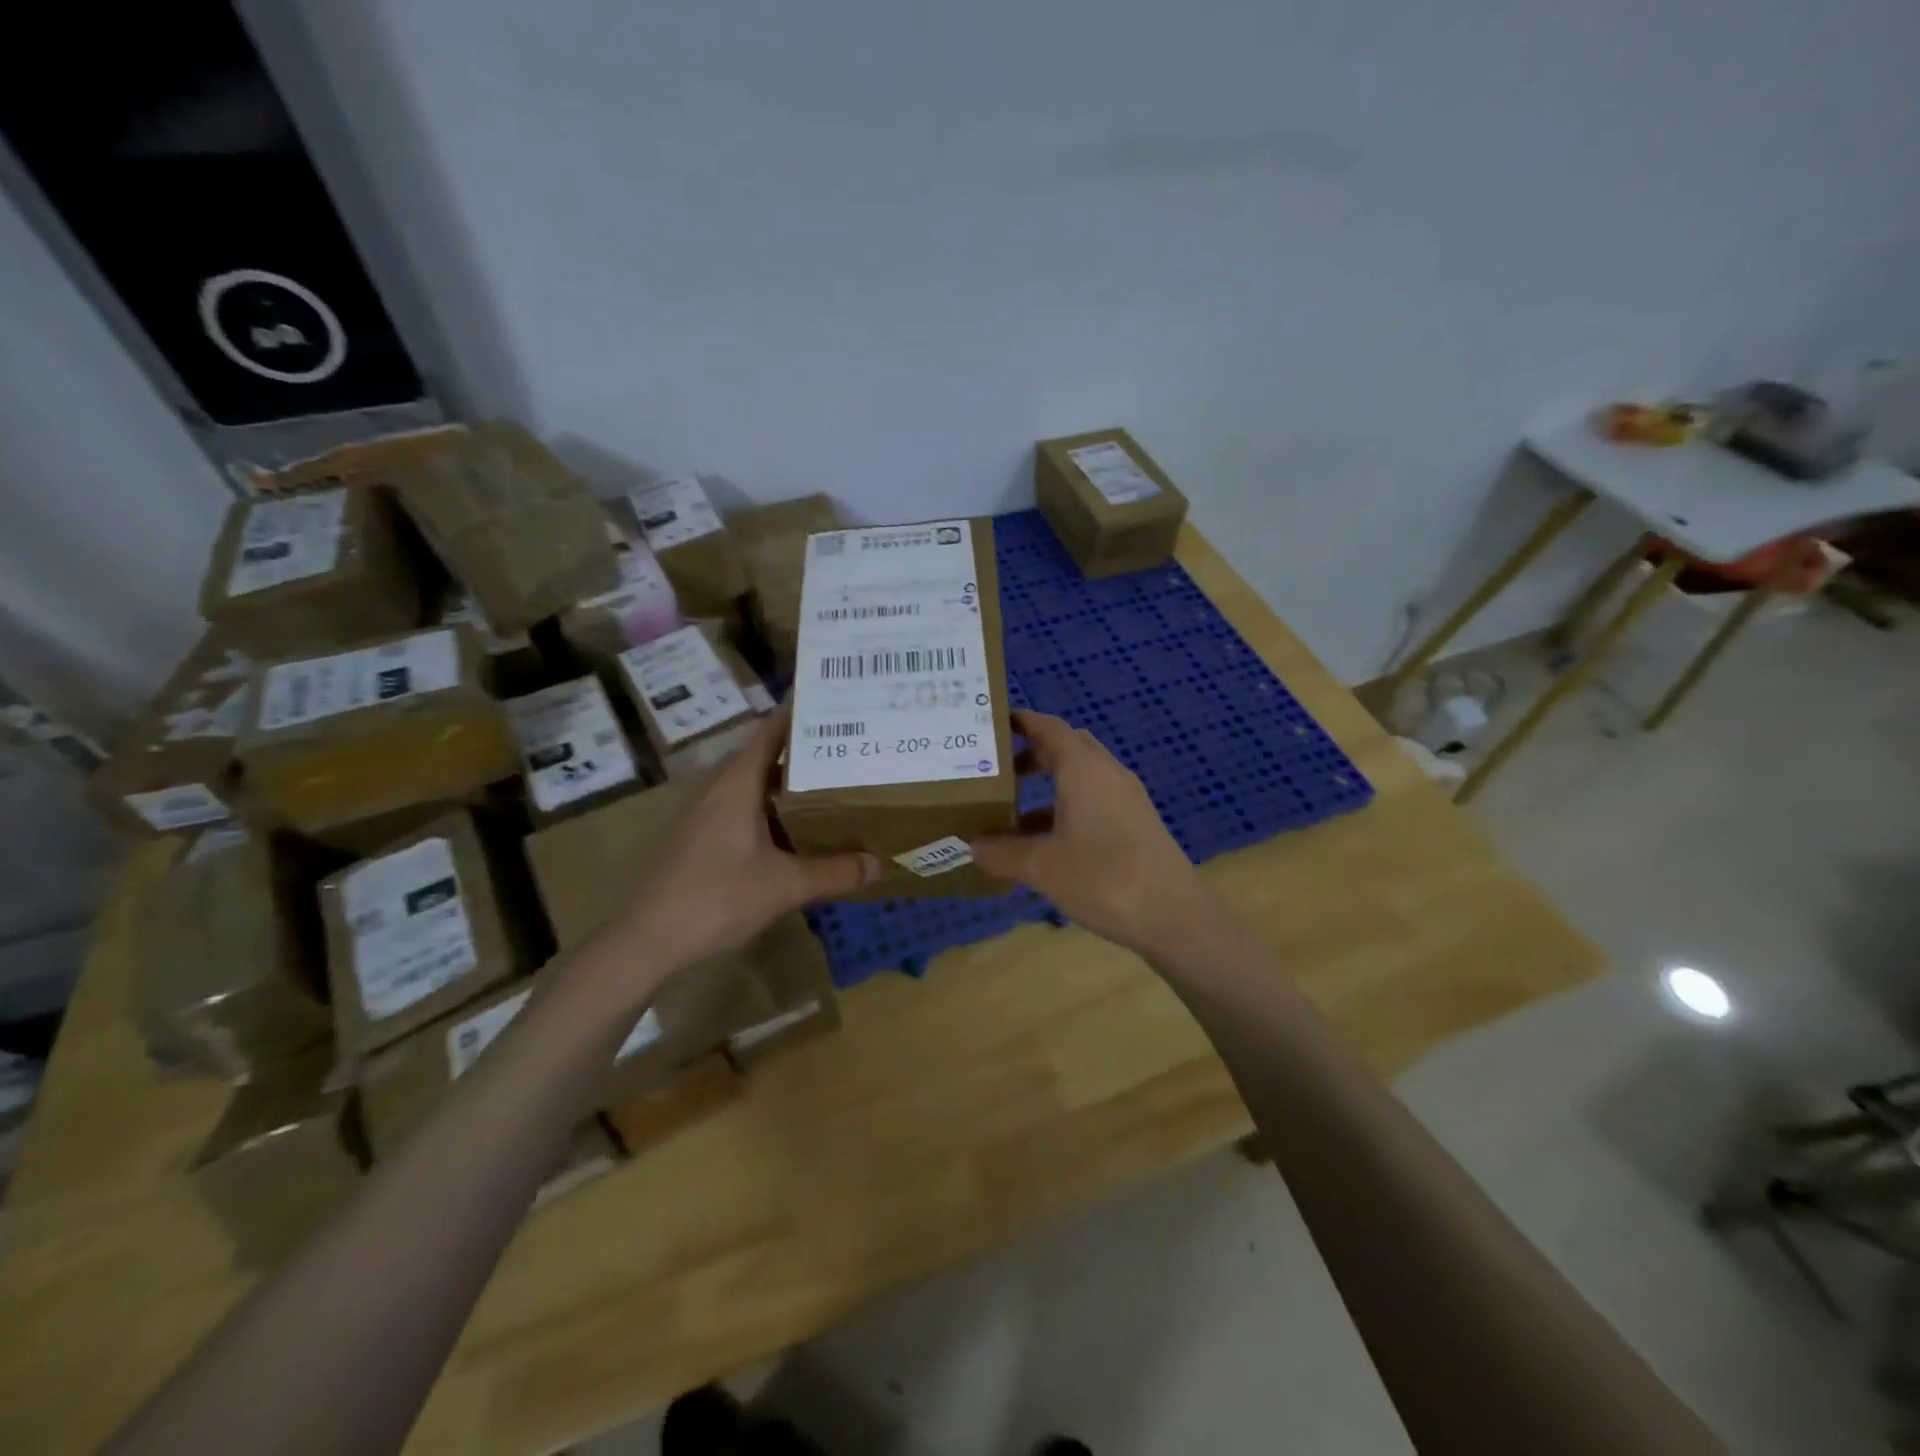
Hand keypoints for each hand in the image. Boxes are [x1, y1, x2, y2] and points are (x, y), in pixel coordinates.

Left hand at [616, 708, 880, 971]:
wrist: (645, 940)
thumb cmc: (717, 898)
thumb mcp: (785, 886)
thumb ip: (834, 872)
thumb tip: (879, 863)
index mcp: (737, 784)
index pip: (770, 731)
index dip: (799, 715)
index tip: (833, 704)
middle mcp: (717, 790)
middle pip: (762, 756)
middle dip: (801, 751)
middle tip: (845, 749)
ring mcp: (702, 815)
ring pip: (750, 785)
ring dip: (784, 783)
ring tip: (827, 785)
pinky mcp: (696, 839)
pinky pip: (739, 808)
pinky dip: (768, 809)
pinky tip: (790, 831)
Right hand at [969, 710, 1217, 958]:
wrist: (1174, 917)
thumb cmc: (1102, 879)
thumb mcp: (1041, 867)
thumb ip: (1002, 852)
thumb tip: (973, 845)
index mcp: (1083, 769)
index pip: (1049, 727)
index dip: (1021, 722)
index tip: (991, 724)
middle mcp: (1107, 774)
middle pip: (1066, 748)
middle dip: (1031, 754)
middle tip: (996, 770)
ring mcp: (1126, 799)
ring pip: (1081, 777)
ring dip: (1048, 786)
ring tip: (1011, 811)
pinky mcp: (1136, 824)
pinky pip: (1094, 801)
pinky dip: (1065, 809)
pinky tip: (1045, 843)